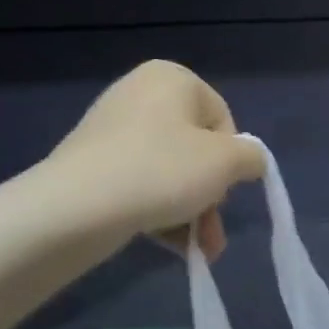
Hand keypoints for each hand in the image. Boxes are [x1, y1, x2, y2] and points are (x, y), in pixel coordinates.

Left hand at [40, 61, 263, 258]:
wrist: (76, 208)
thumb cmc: (163, 171)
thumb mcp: (228, 162)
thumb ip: (252, 157)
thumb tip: (250, 160)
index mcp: (172, 78)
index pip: (224, 122)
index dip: (231, 161)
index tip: (222, 188)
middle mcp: (140, 93)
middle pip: (197, 151)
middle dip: (211, 196)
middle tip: (211, 230)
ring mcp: (112, 129)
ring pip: (172, 173)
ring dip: (192, 213)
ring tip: (199, 250)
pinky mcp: (93, 162)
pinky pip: (142, 184)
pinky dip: (160, 211)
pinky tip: (171, 244)